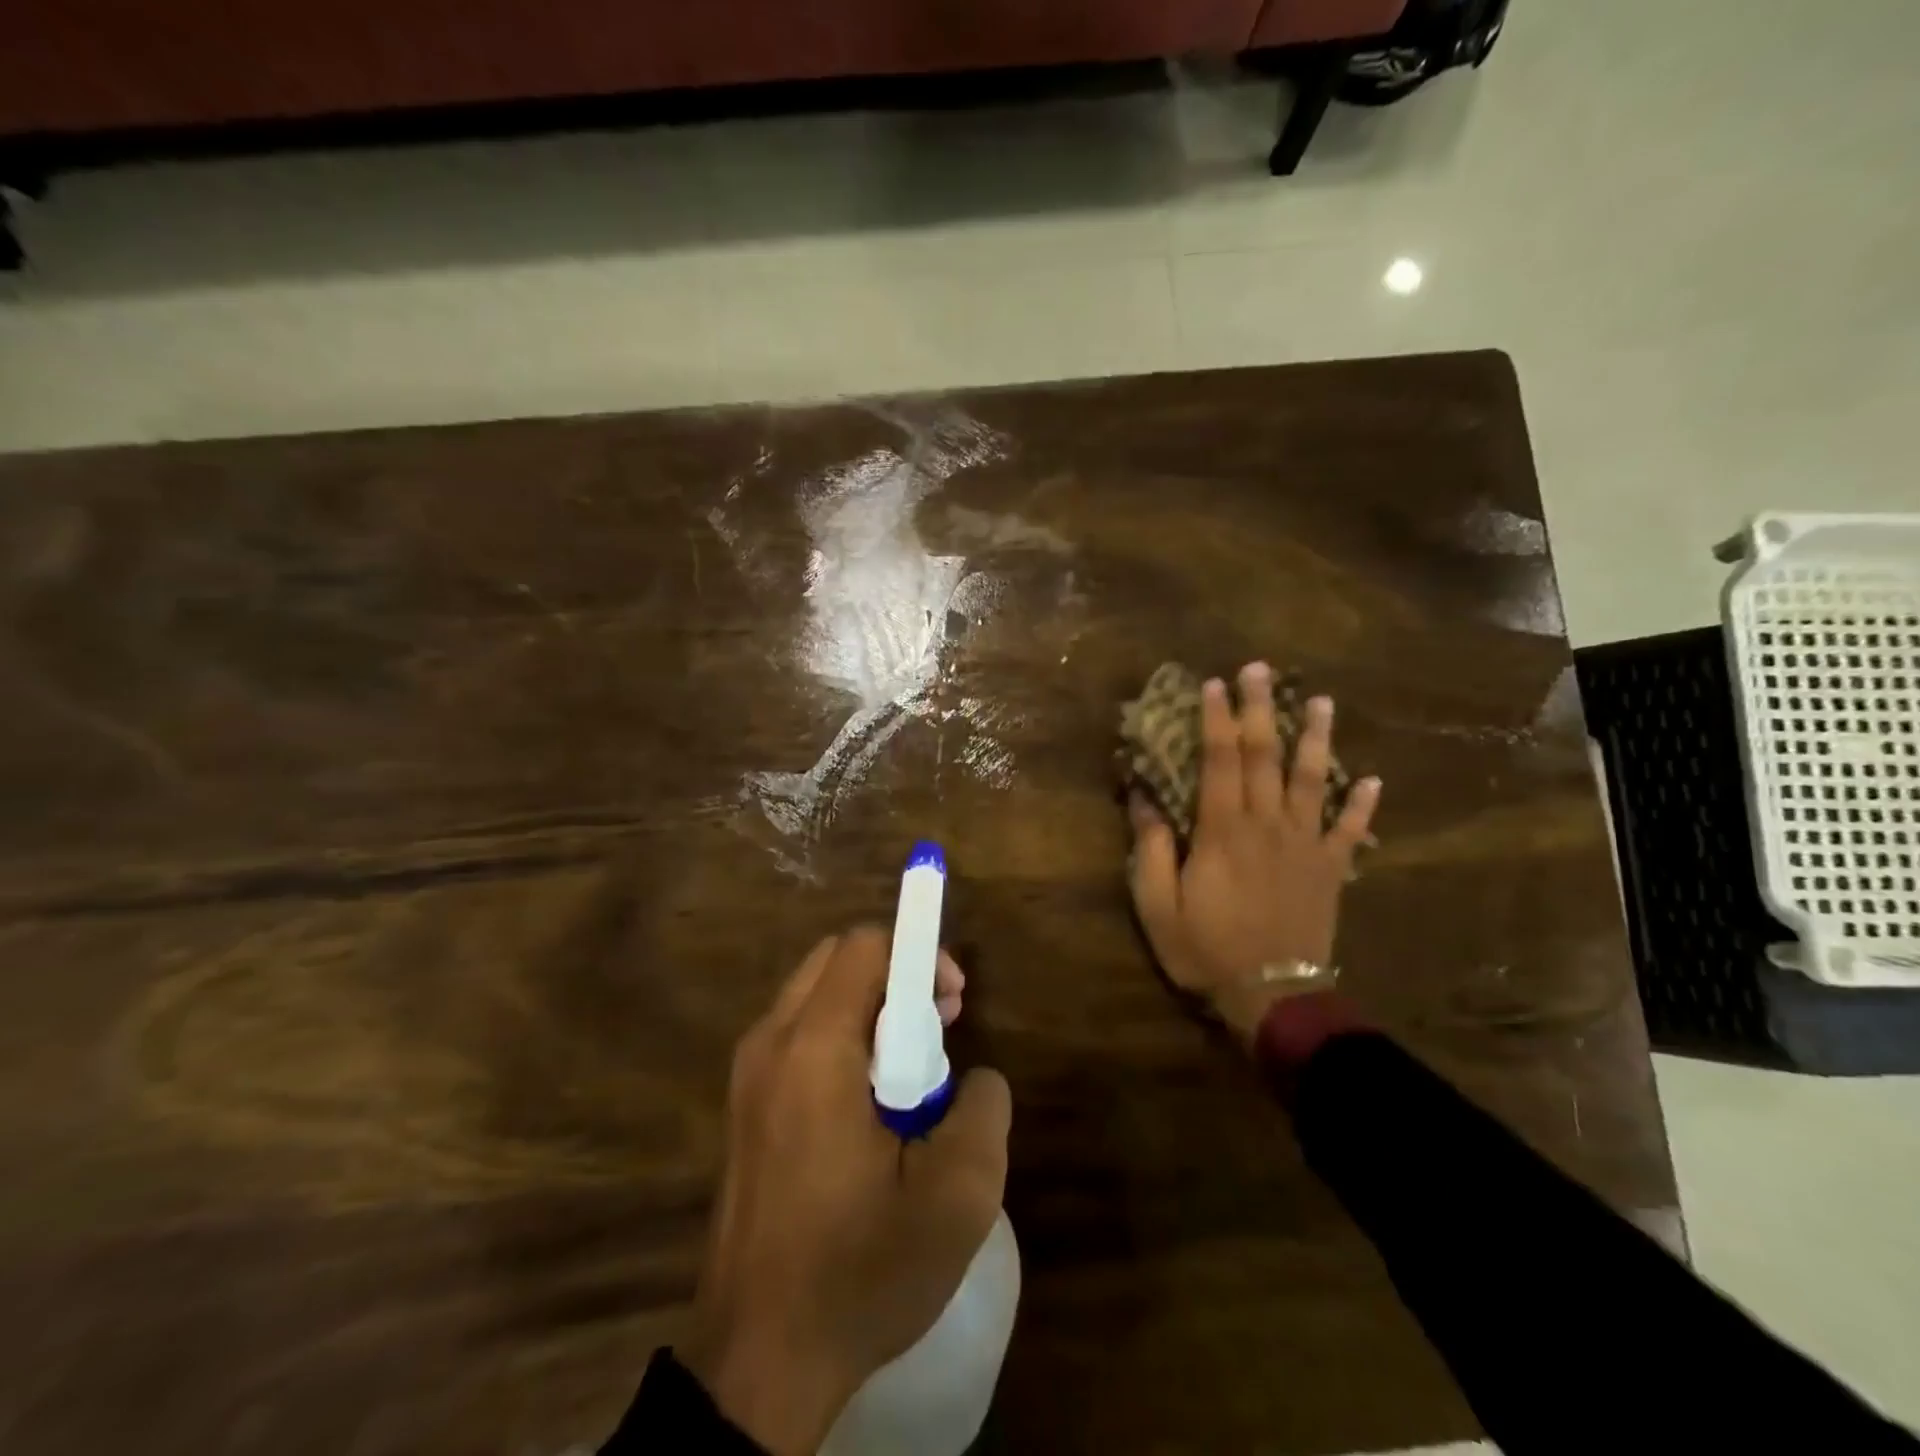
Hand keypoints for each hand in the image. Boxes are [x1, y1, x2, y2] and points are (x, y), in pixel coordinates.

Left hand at [680, 929, 1009, 1455]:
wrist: (757, 1363)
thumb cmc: (858, 1272)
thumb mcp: (956, 1199)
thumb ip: (984, 1111)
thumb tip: (976, 1078)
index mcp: (814, 1048)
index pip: (865, 945)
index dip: (919, 953)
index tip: (954, 1001)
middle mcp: (770, 1042)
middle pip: (836, 958)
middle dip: (896, 973)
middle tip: (938, 1026)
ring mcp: (748, 1073)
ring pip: (815, 993)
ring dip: (869, 1005)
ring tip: (911, 1067)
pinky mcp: (743, 1105)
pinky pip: (799, 1033)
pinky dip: (841, 1035)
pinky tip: (870, 1101)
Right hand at [1127, 661, 1380, 1043]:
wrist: (1272, 996)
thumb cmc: (1206, 949)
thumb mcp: (1157, 903)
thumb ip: (1150, 847)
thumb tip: (1143, 797)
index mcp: (1223, 830)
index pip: (1219, 760)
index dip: (1216, 719)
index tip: (1214, 683)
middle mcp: (1267, 824)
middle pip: (1265, 756)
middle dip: (1262, 709)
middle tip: (1262, 669)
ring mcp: (1305, 845)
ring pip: (1314, 780)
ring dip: (1316, 739)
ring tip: (1322, 702)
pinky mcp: (1331, 869)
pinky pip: (1351, 831)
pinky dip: (1363, 805)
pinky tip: (1374, 780)